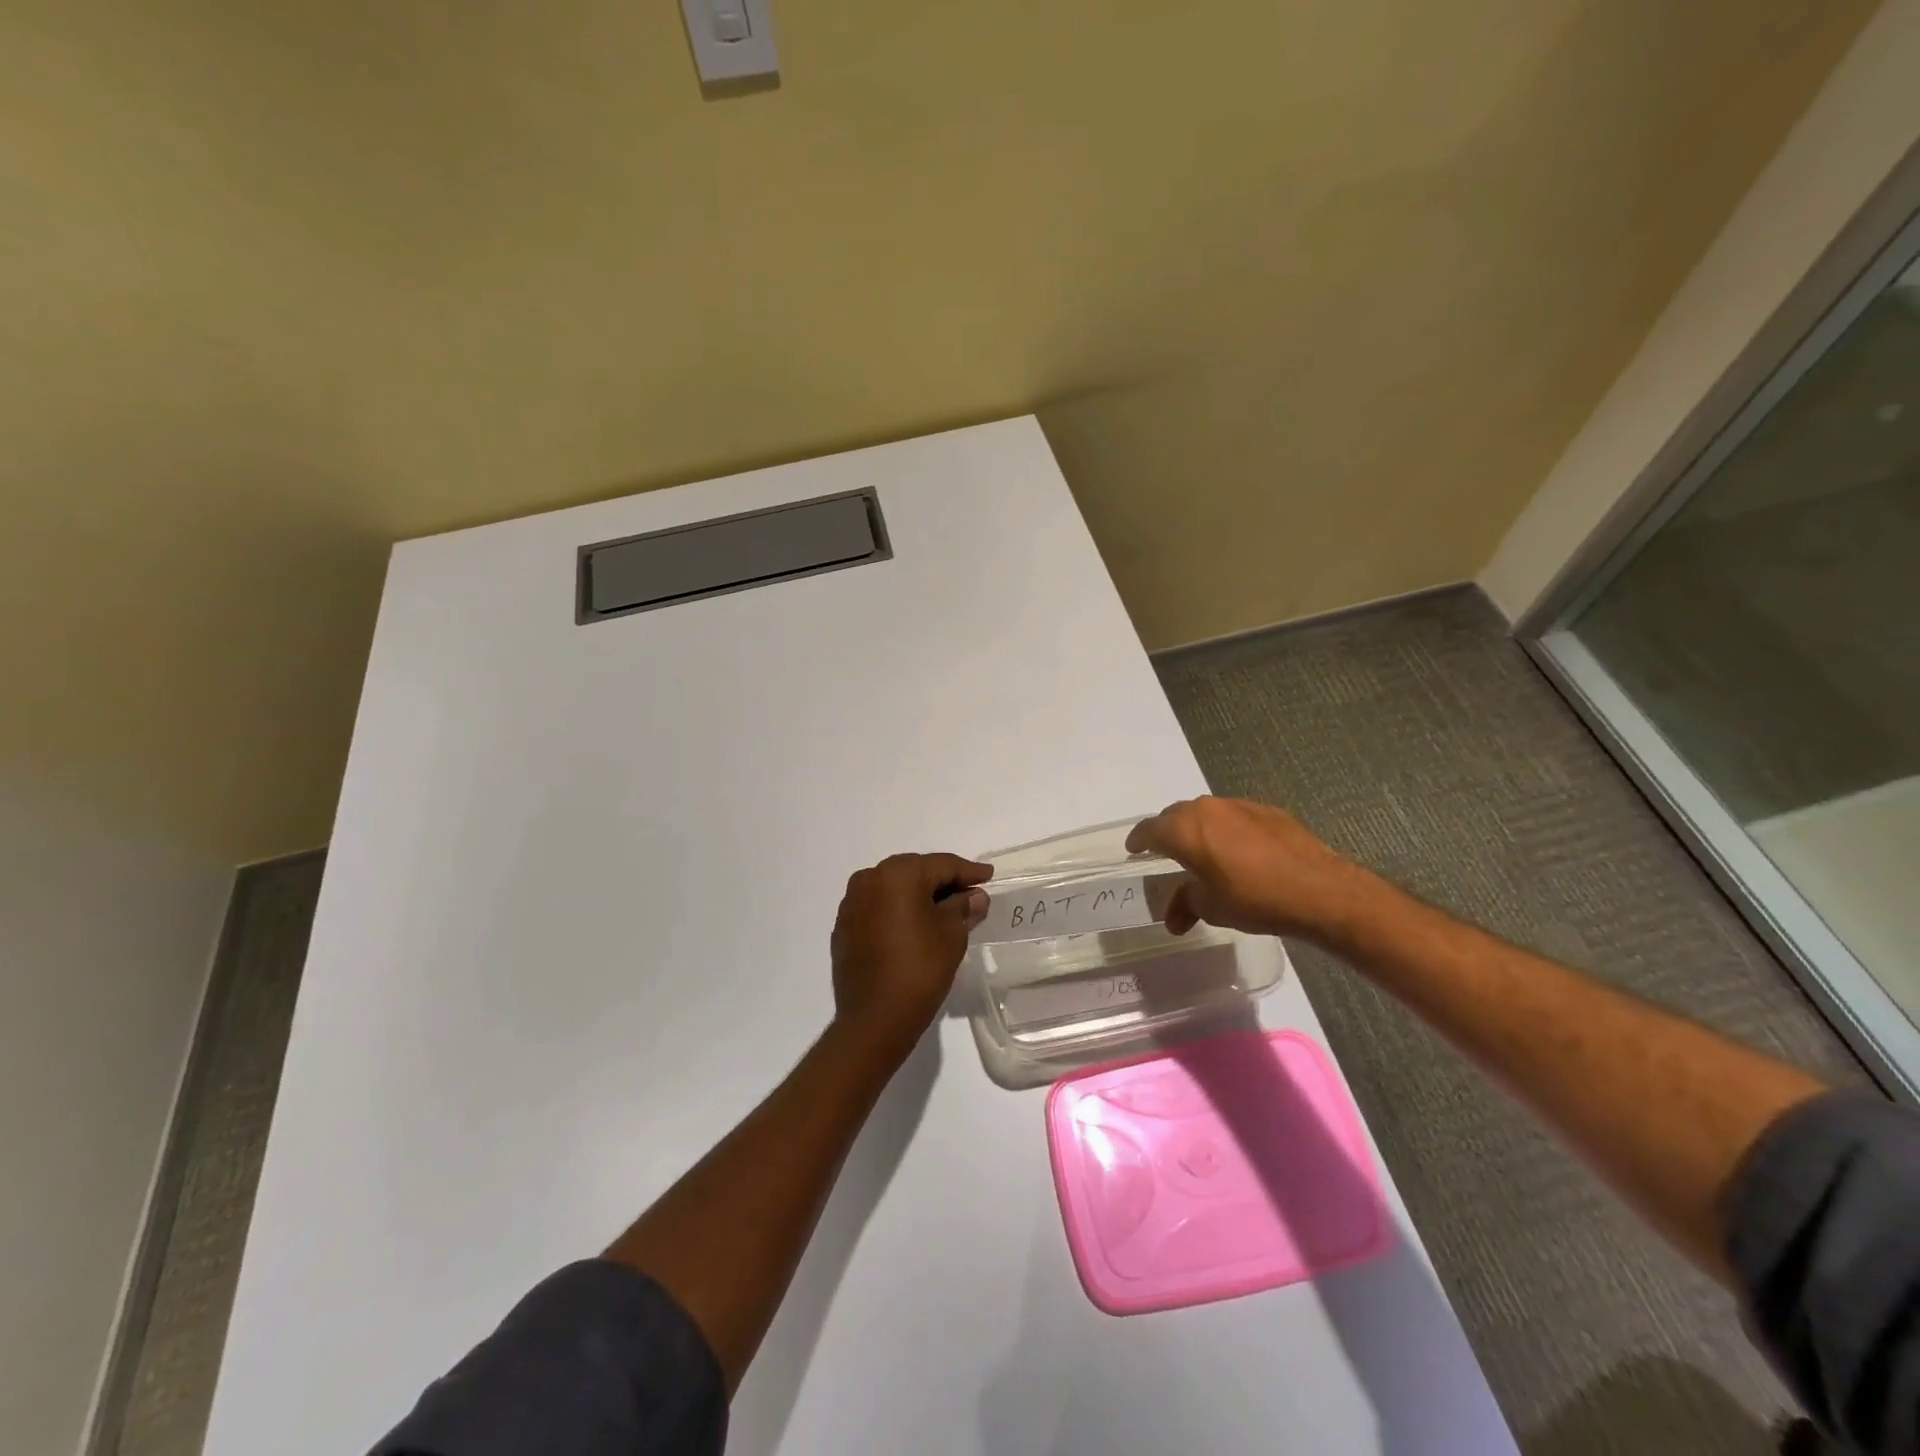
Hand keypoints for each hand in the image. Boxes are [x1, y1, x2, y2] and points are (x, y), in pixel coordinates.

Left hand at [830, 853, 992, 1056]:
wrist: (874, 1018)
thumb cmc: (919, 969)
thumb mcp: (952, 934)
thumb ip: (963, 907)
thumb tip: (974, 896)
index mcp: (898, 873)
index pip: (942, 864)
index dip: (969, 871)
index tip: (988, 876)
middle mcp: (870, 878)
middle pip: (916, 871)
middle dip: (943, 881)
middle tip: (970, 892)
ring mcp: (852, 902)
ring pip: (894, 888)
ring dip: (919, 895)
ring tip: (945, 909)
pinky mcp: (844, 926)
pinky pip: (878, 907)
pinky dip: (898, 910)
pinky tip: (915, 924)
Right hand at [1125, 796, 1374, 943]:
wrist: (1318, 890)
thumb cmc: (1254, 899)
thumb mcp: (1212, 907)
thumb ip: (1186, 903)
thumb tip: (1173, 918)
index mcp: (1185, 830)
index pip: (1150, 829)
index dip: (1139, 840)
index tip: (1134, 849)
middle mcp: (1207, 809)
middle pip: (1176, 816)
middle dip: (1167, 832)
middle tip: (1166, 851)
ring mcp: (1239, 806)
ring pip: (1206, 812)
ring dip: (1198, 828)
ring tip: (1202, 850)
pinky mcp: (1267, 811)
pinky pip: (1234, 816)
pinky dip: (1227, 829)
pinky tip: (1239, 850)